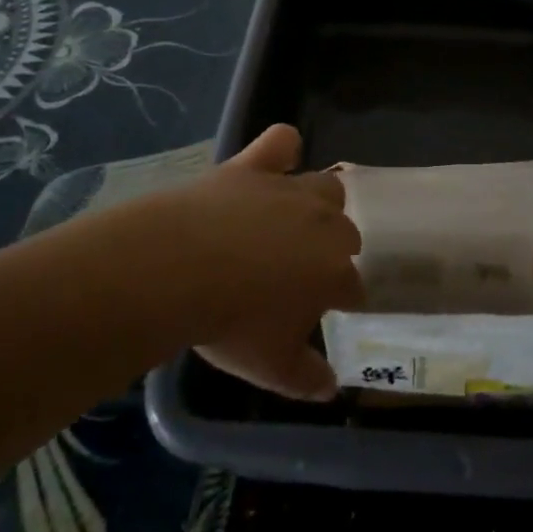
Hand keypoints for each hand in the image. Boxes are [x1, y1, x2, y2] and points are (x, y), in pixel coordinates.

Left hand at [162, 124, 361, 400]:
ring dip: (320, 205)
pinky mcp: (255, 165)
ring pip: (327, 187)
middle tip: (300, 273)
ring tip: (294, 222)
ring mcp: (289, 189)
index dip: (342, 300)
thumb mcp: (271, 367)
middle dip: (332, 251)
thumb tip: (331, 388)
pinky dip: (282, 150)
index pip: (354, 286)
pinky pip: (281, 142)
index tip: (327, 311)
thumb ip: (308, 378)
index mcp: (333, 272)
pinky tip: (276, 162)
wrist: (178, 270)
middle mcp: (324, 224)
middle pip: (346, 233)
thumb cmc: (230, 323)